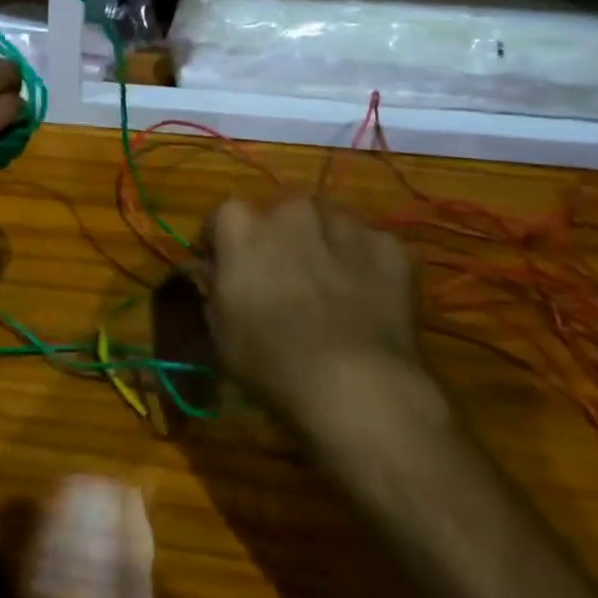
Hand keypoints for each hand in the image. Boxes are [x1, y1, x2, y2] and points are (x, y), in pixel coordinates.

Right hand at [204, 198, 440, 450]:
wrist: (358, 387)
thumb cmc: (272, 361)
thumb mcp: (220, 333)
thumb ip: (212, 287)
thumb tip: (209, 269)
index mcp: (240, 224)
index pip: (223, 218)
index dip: (224, 244)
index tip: (227, 271)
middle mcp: (289, 210)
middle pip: (279, 214)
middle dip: (278, 238)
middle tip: (283, 279)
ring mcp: (343, 223)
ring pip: (327, 221)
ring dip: (323, 241)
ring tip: (328, 284)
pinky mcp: (388, 247)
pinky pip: (370, 245)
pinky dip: (366, 263)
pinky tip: (367, 296)